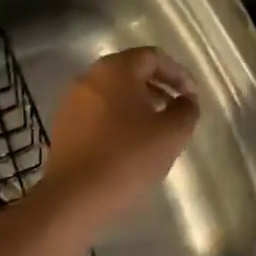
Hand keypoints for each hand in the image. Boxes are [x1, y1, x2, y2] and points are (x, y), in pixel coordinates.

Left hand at [40, 48, 199, 223]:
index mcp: (116, 69)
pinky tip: (130, 144)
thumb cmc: (127, 158)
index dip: (178, 74)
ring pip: (113, 92)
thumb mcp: (171, 133)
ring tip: (156, 129)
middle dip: (158, 87)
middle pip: (131, 71)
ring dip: (138, 104)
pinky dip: (118, 118)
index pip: (153, 57)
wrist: (73, 199)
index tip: (192, 97)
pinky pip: (98, 111)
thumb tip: (186, 101)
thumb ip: (186, 110)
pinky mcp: (63, 126)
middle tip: (176, 109)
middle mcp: (90, 76)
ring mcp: (72, 101)